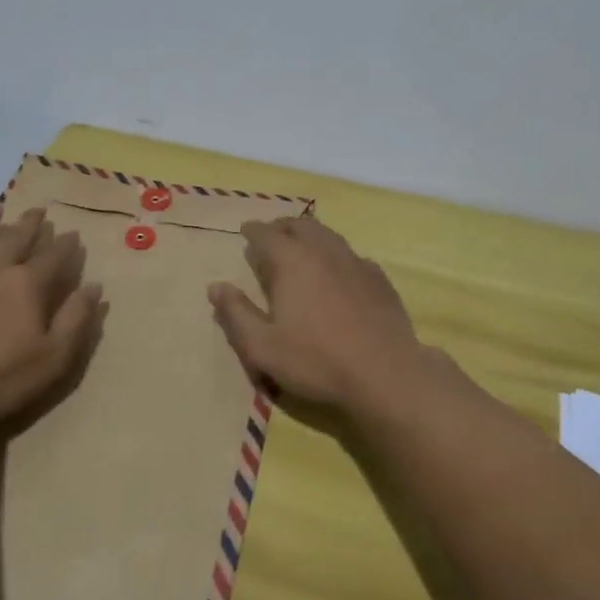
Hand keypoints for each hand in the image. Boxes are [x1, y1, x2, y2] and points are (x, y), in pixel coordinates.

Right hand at [208, 216, 432, 411]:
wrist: (384, 373)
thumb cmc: (316, 360)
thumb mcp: (263, 346)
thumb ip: (236, 314)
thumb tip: (216, 286)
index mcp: (292, 261)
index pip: (267, 234)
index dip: (253, 230)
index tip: (245, 231)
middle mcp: (324, 251)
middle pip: (300, 226)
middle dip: (282, 226)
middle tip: (272, 234)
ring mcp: (356, 262)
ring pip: (329, 235)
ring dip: (311, 235)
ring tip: (302, 245)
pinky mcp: (379, 279)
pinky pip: (351, 255)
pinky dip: (336, 255)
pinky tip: (338, 271)